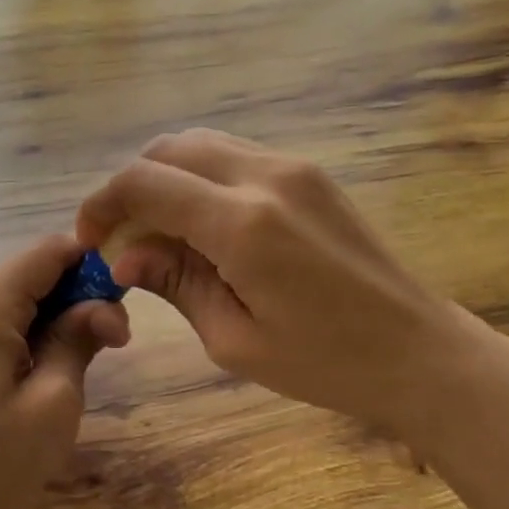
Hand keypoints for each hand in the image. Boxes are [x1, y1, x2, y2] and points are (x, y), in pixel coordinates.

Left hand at [0, 236, 129, 508]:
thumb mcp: (54, 401)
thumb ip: (78, 337)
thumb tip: (105, 304)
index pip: (44, 253)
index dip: (91, 262)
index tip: (125, 294)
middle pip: (26, 273)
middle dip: (74, 295)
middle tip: (112, 339)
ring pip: (10, 297)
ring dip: (51, 316)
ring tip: (80, 358)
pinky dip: (25, 332)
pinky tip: (44, 365)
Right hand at [77, 130, 497, 431]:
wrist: (419, 351)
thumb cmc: (326, 363)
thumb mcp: (234, 339)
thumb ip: (175, 284)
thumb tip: (124, 256)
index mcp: (243, 224)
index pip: (145, 183)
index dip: (102, 204)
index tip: (89, 240)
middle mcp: (266, 177)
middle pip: (171, 149)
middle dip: (131, 186)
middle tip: (121, 238)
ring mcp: (295, 168)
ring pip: (204, 145)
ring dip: (167, 178)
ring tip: (159, 233)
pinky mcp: (312, 175)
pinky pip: (237, 158)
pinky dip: (203, 179)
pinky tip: (204, 226)